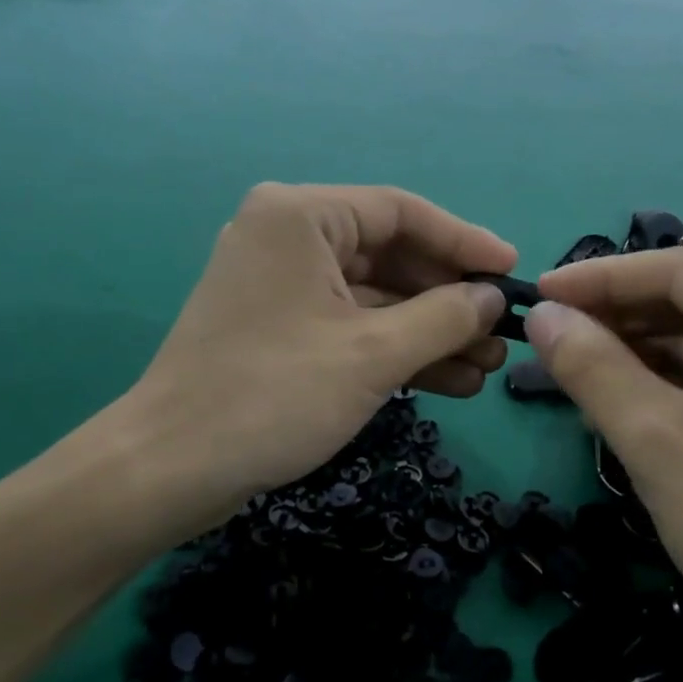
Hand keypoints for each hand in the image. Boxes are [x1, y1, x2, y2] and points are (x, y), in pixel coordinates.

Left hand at [42, 184, 514, 545]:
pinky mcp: (281, 326)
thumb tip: (493, 298)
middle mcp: (288, 235)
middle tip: (501, 333)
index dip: (464, 242)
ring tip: (486, 367)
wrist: (170, 469)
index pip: (401, 211)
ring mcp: (282, 283)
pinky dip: (396, 349)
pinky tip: (449, 381)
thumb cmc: (273, 395)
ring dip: (429, 331)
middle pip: (391, 254)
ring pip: (375, 296)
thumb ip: (445, 317)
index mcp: (300, 215)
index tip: (511, 272)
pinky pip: (351, 324)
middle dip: (449, 299)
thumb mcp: (374, 354)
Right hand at [525, 250, 682, 681]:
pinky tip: (633, 391)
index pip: (675, 270)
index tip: (539, 293)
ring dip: (646, 348)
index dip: (597, 278)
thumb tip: (540, 315)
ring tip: (580, 363)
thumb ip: (589, 365)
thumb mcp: (652, 439)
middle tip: (552, 335)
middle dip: (620, 316)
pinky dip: (682, 376)